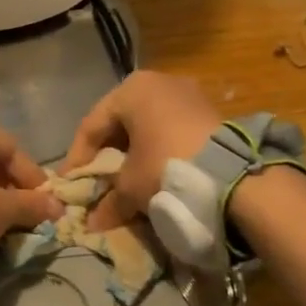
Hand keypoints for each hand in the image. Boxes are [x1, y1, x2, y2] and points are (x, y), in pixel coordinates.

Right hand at [60, 71, 223, 230]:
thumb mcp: (130, 187)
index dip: (77, 158)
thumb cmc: (167, 167)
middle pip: (120, 122)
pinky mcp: (210, 111)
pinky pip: (171, 130)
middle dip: (106, 155)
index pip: (91, 125)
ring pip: (147, 126)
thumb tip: (93, 223)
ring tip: (126, 182)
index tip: (70, 183)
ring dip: (133, 154)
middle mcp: (158, 82)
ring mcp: (188, 94)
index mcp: (131, 89)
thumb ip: (108, 201)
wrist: (235, 175)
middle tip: (96, 182)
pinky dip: (158, 151)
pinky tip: (155, 174)